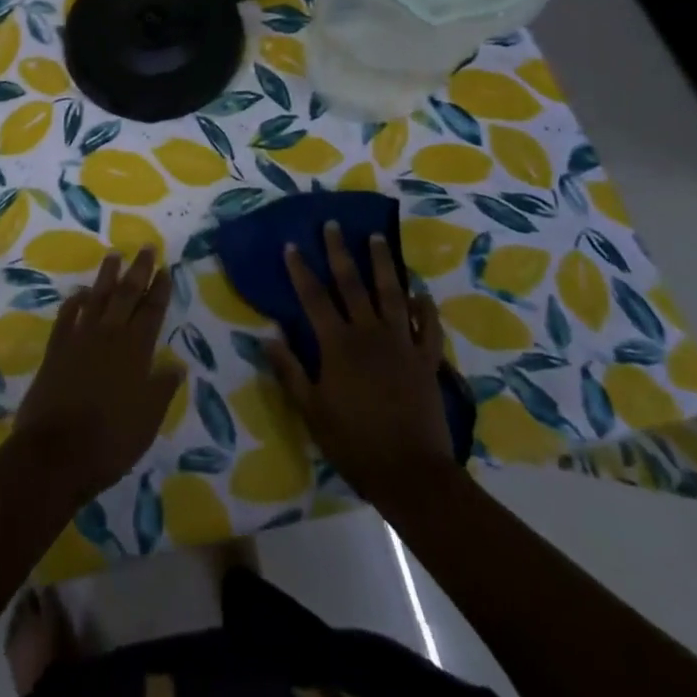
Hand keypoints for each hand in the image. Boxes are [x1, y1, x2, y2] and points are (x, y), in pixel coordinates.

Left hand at [13, 247, 181, 503]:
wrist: (55, 453)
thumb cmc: (109, 441)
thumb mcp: (147, 421)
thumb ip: (162, 389)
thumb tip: (177, 366)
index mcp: (135, 351)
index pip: (152, 312)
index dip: (160, 289)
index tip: (166, 269)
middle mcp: (109, 336)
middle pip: (126, 295)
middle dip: (139, 270)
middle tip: (146, 247)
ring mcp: (80, 339)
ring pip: (97, 298)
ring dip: (107, 276)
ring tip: (114, 255)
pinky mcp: (56, 349)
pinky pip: (67, 316)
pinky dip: (75, 302)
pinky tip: (80, 293)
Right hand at [267, 221, 462, 511]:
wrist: (411, 473)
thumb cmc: (354, 442)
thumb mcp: (311, 410)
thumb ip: (290, 371)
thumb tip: (268, 336)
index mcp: (338, 344)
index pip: (314, 298)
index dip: (301, 270)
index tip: (292, 244)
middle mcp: (369, 333)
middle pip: (352, 284)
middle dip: (339, 251)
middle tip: (333, 224)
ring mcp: (402, 344)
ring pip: (392, 294)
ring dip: (383, 263)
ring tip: (377, 237)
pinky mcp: (427, 360)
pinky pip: (428, 327)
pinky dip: (425, 307)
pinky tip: (421, 292)